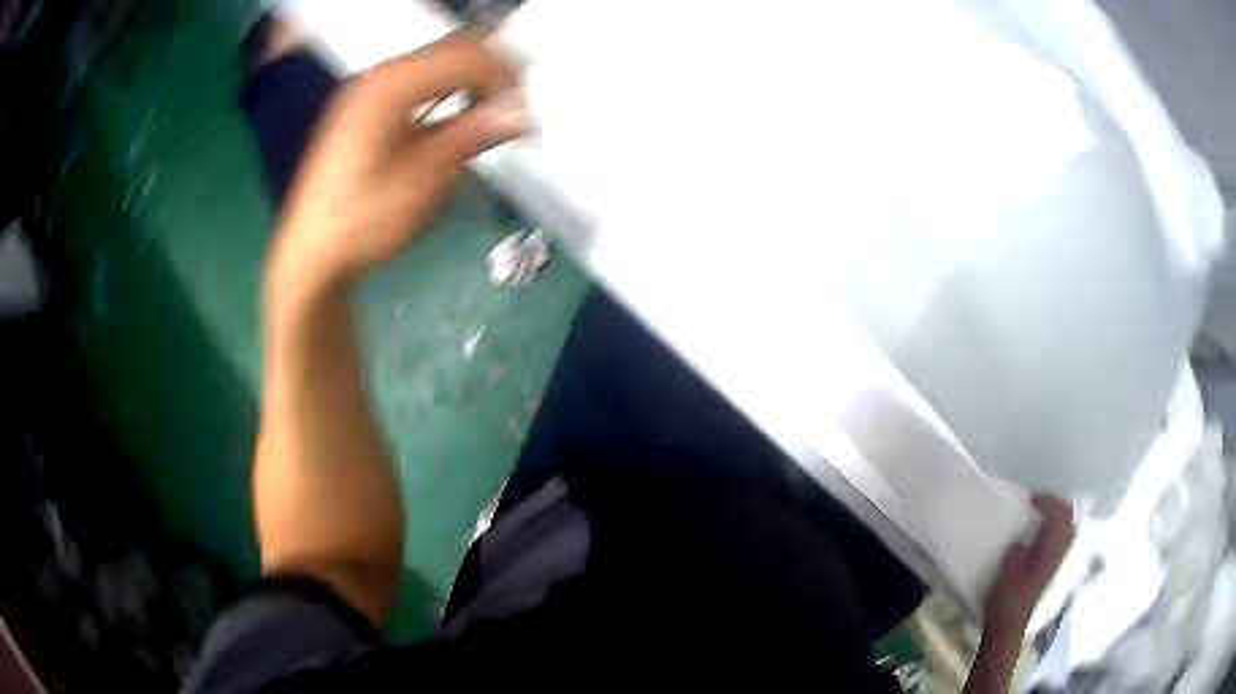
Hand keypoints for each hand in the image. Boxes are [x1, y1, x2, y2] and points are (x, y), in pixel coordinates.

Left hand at [268, 31, 528, 297]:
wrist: (312, 256)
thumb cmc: (362, 222)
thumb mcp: (423, 179)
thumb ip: (472, 135)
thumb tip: (521, 111)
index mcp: (389, 86)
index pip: (466, 56)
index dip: (505, 77)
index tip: (526, 113)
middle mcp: (378, 77)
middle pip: (452, 51)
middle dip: (492, 74)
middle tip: (515, 110)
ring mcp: (368, 93)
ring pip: (437, 65)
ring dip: (472, 83)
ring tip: (492, 117)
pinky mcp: (366, 111)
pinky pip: (419, 85)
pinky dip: (447, 94)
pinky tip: (457, 120)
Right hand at [965, 496, 1072, 692]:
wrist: (1008, 627)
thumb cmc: (1006, 599)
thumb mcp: (1008, 571)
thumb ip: (1018, 550)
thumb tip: (1022, 540)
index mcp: (1051, 550)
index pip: (1060, 514)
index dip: (1048, 501)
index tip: (1029, 501)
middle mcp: (1059, 552)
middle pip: (1068, 517)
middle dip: (1054, 504)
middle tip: (1035, 504)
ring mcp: (1056, 560)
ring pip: (1066, 527)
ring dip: (1054, 516)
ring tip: (1036, 515)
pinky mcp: (1050, 567)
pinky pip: (1060, 537)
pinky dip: (1052, 528)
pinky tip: (1037, 534)